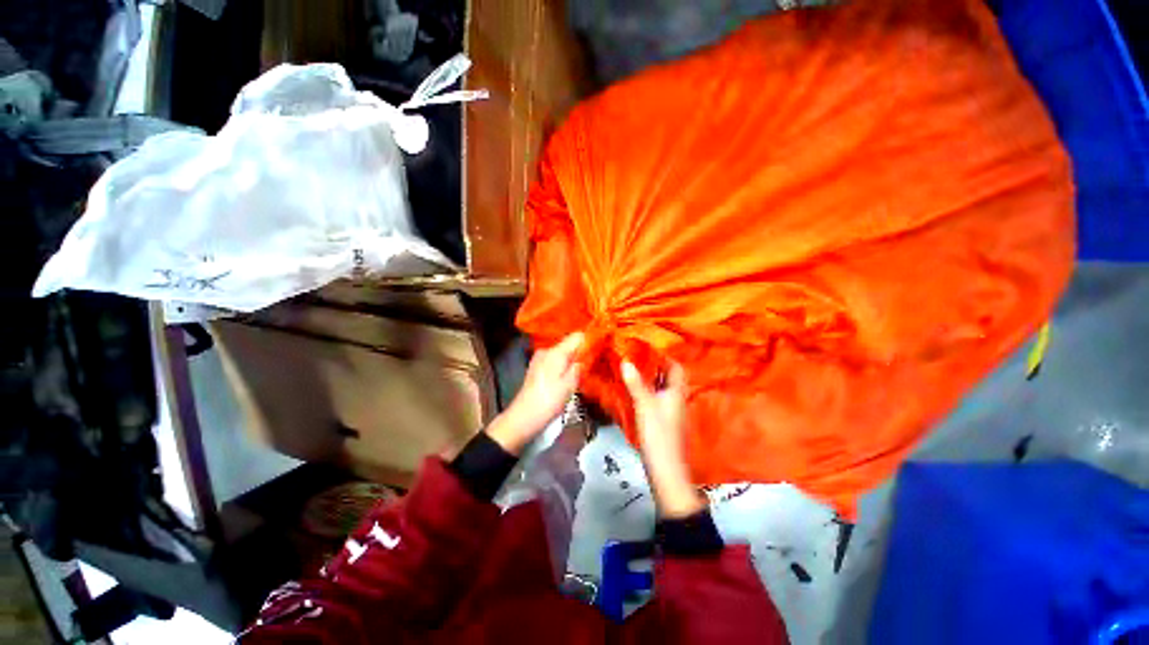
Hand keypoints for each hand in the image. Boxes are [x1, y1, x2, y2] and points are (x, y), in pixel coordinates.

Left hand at [487, 332, 583, 454]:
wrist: (523, 417)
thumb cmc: (549, 401)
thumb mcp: (570, 384)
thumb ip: (580, 365)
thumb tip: (589, 353)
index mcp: (556, 352)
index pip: (577, 336)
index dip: (590, 339)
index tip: (601, 347)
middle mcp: (546, 350)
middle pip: (569, 344)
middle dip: (582, 351)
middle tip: (595, 361)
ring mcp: (539, 358)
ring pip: (562, 353)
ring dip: (573, 359)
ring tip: (584, 370)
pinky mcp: (536, 368)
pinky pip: (555, 360)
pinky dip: (564, 365)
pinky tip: (569, 376)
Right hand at [621, 360, 704, 518]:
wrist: (665, 470)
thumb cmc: (658, 435)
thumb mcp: (645, 406)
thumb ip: (636, 383)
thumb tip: (625, 361)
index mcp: (676, 392)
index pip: (676, 367)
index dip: (665, 355)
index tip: (649, 344)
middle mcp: (676, 398)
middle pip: (668, 376)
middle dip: (655, 364)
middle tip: (636, 353)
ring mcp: (669, 410)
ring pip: (661, 387)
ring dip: (650, 376)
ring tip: (633, 366)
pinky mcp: (662, 419)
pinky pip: (655, 397)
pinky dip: (646, 389)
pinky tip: (633, 388)